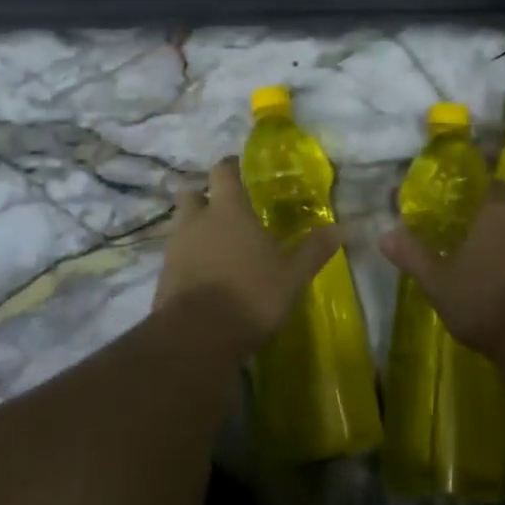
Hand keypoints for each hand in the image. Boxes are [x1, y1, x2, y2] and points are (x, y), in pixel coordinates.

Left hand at [155, 157, 338, 350]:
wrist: (196, 338)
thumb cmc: (250, 295)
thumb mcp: (292, 276)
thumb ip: (313, 250)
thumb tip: (341, 228)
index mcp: (228, 209)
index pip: (222, 171)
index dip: (230, 167)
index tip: (239, 169)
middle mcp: (197, 220)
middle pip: (191, 193)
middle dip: (204, 197)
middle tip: (224, 209)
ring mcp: (175, 248)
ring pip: (181, 225)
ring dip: (195, 229)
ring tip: (216, 247)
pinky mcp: (163, 276)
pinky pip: (175, 256)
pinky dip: (187, 260)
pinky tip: (204, 277)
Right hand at [381, 181, 504, 354]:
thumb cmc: (485, 299)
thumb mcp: (438, 281)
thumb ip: (413, 255)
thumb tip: (384, 235)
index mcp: (498, 209)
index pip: (490, 182)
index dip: (476, 187)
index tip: (461, 197)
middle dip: (491, 216)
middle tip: (469, 229)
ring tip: (486, 257)